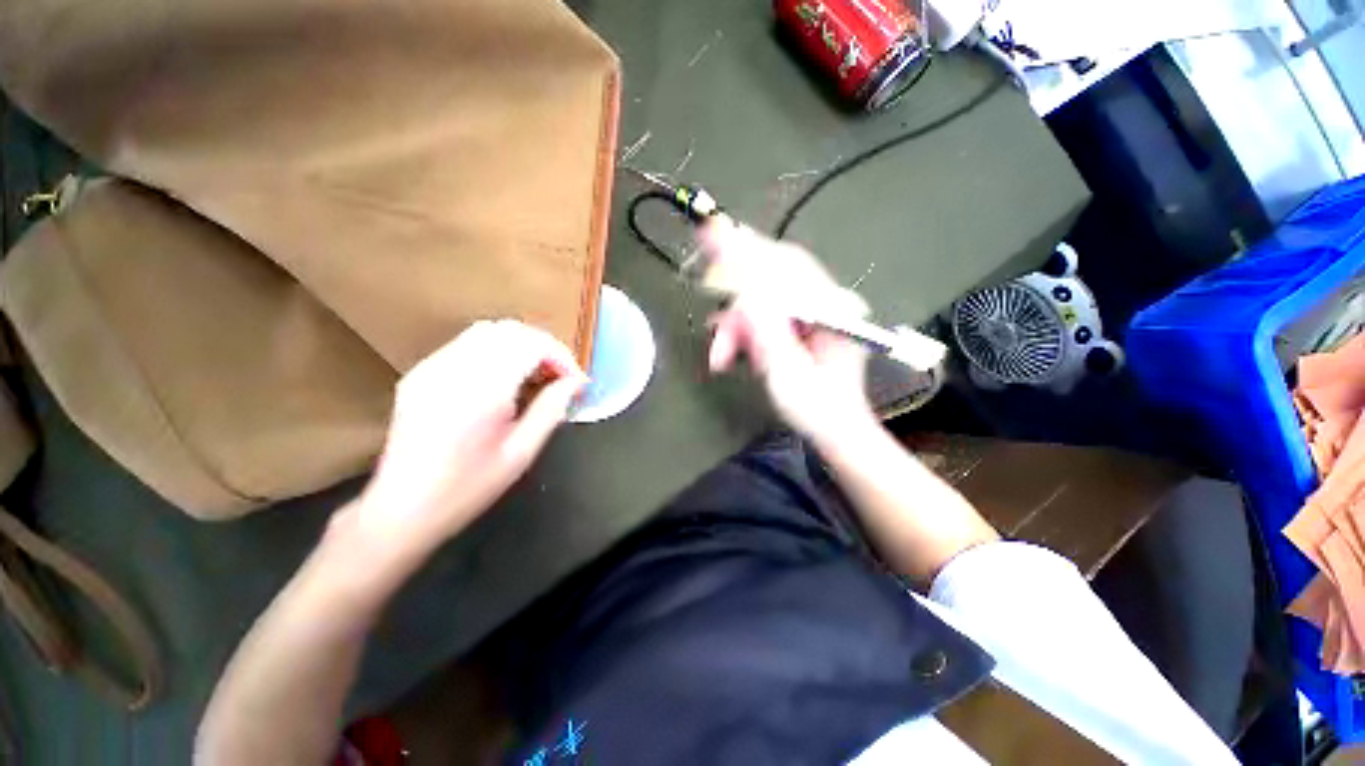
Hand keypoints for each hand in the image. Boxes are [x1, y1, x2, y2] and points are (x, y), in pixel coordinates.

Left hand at [349, 320, 586, 561]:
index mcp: (481, 391)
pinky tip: (504, 378)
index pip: (530, 344)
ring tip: (536, 374)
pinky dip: (496, 350)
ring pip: (488, 331)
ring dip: (520, 345)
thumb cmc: (468, 488)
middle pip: (509, 330)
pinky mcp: (420, 373)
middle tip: (560, 375)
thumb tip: (576, 382)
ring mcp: (432, 367)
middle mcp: (453, 369)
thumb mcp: (521, 454)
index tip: (575, 380)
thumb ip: (551, 410)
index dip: (560, 355)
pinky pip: (467, 344)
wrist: (401, 508)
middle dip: (543, 346)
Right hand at [701, 220, 878, 444]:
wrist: (834, 430)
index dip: (747, 251)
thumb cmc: (816, 408)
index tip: (712, 234)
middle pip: (772, 277)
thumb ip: (767, 330)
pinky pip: (764, 316)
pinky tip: (729, 350)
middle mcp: (825, 303)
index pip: (785, 267)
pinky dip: (743, 331)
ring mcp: (812, 313)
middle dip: (734, 292)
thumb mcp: (787, 371)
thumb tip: (743, 290)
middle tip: (705, 284)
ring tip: (720, 355)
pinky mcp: (799, 326)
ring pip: (763, 300)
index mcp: (831, 310)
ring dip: (735, 324)